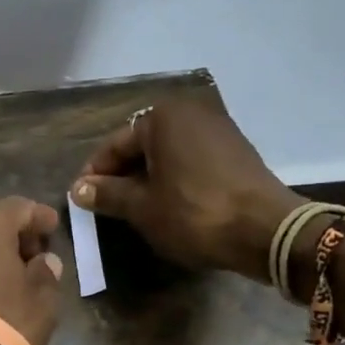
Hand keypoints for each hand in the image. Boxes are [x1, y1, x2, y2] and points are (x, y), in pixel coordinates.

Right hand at [70, 99, 298, 281]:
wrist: (266, 231)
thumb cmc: (193, 213)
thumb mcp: (142, 207)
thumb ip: (107, 194)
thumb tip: (78, 189)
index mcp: (162, 118)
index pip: (114, 145)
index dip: (94, 174)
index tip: (81, 200)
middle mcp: (190, 113)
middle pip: (141, 146)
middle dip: (121, 175)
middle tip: (106, 205)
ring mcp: (218, 129)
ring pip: (167, 153)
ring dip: (147, 177)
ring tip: (134, 208)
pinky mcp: (236, 150)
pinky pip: (191, 160)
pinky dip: (174, 177)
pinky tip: (168, 203)